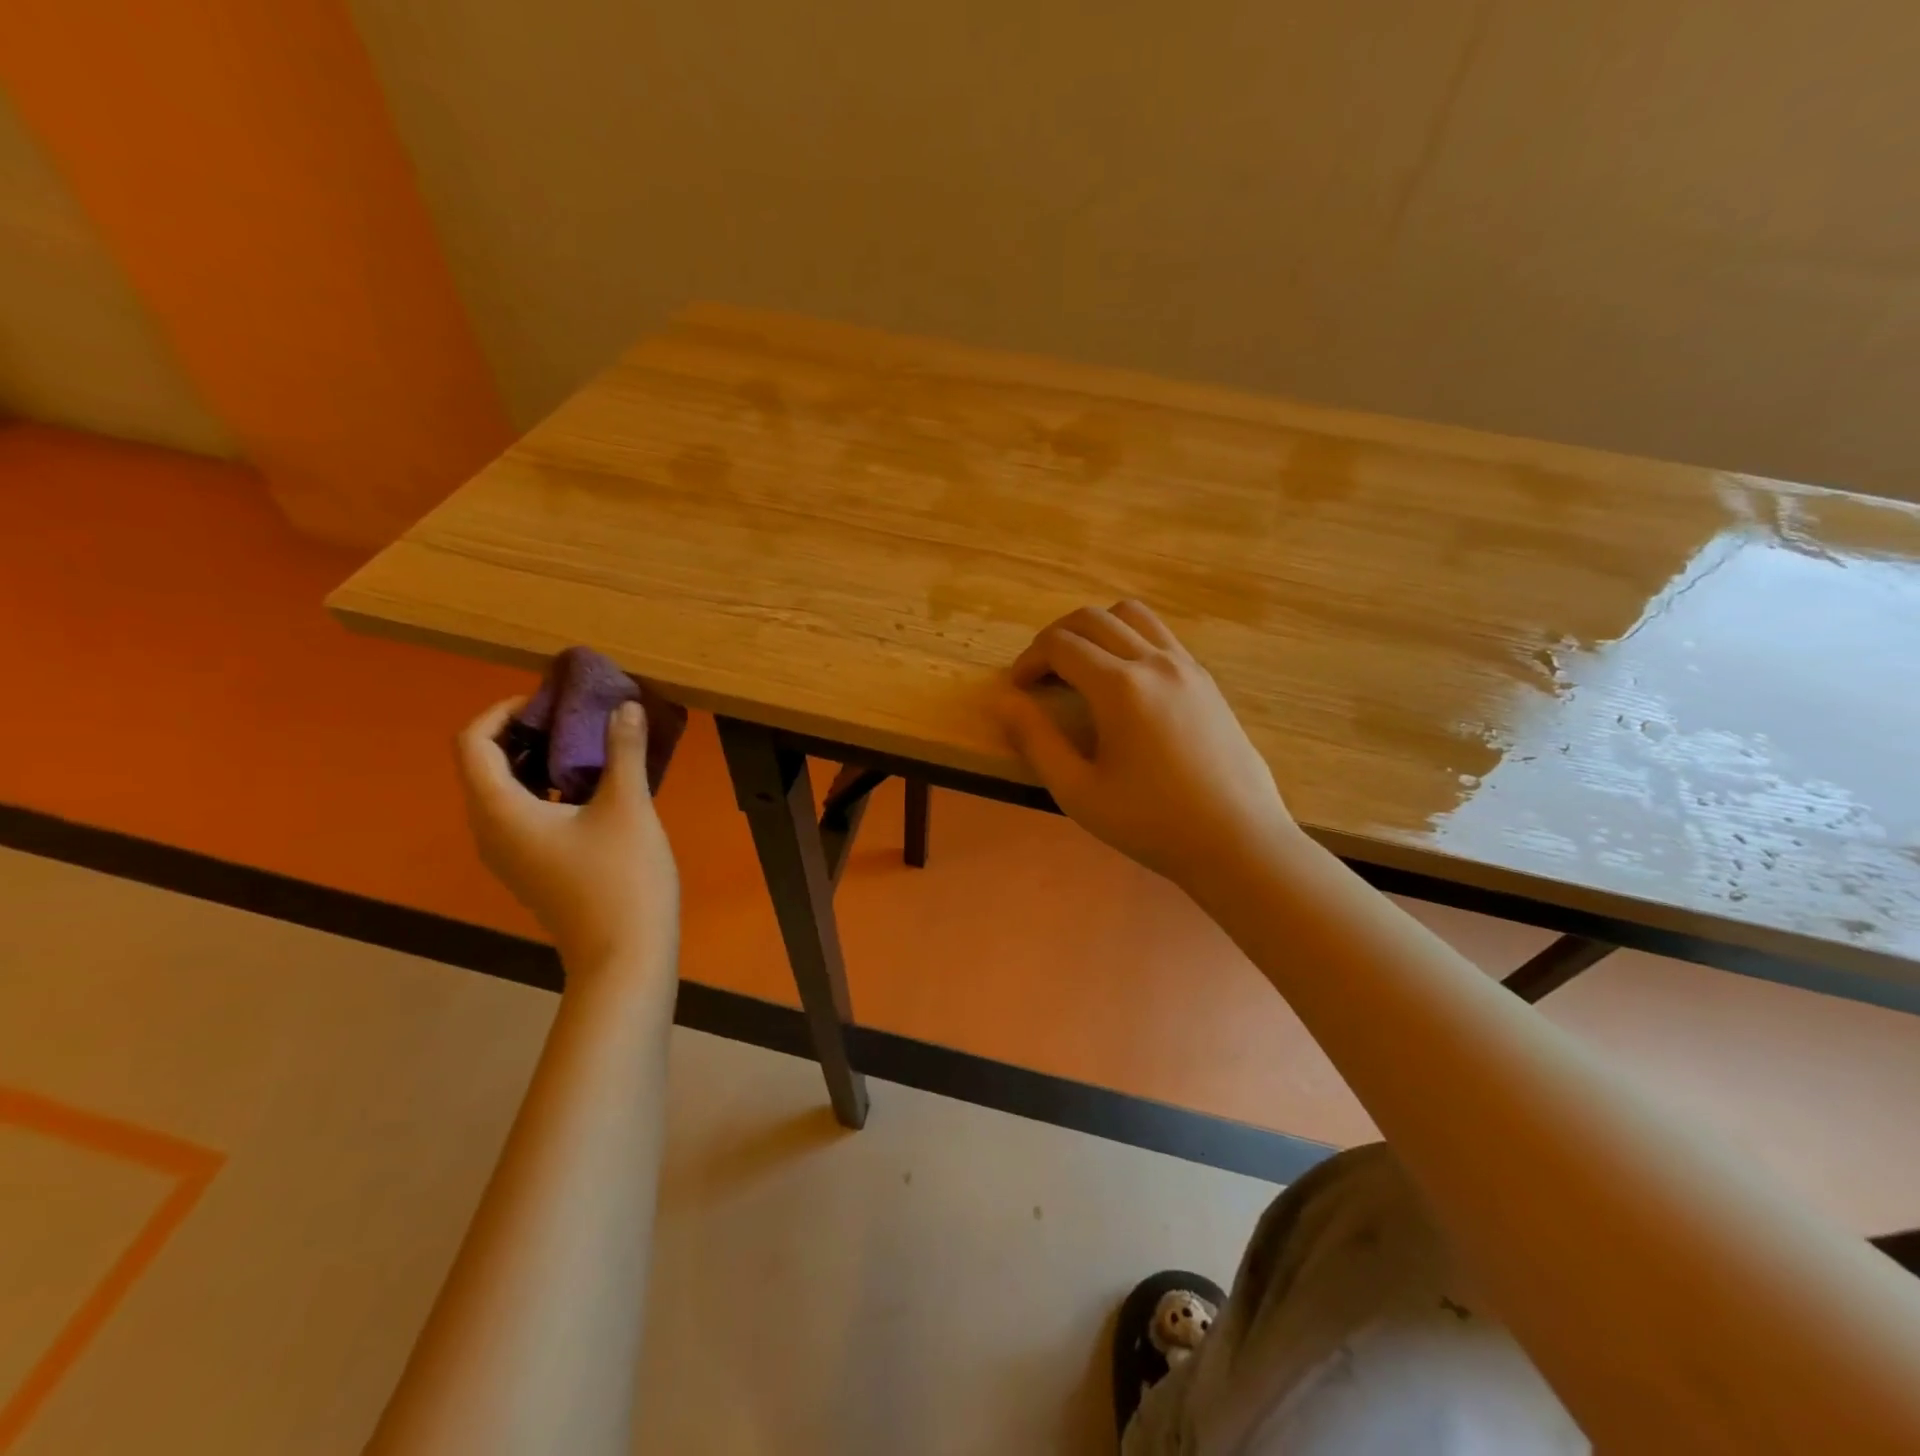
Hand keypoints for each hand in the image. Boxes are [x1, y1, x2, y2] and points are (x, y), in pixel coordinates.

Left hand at [455, 697, 679, 979]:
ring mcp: (510, 853)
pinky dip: (548, 787)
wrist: (625, 955)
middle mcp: (491, 830)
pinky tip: (594, 785)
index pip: (472, 742)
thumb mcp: (628, 806)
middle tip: (575, 715)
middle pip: (485, 764)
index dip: (503, 711)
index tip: (550, 700)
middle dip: (525, 731)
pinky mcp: (532, 867)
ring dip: (539, 758)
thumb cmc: (621, 877)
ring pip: (505, 790)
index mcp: (500, 810)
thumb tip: (626, 706)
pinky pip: (523, 812)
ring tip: (588, 743)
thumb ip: (624, 750)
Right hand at [994, 601, 1298, 889]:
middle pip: (1093, 619)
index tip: (1017, 686)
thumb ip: (1037, 742)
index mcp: (1120, 687)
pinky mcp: (1206, 680)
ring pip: (1132, 616)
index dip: (1029, 659)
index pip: (1061, 645)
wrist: (1236, 840)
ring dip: (1096, 628)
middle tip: (1040, 673)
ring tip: (1081, 665)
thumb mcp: (1078, 792)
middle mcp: (1154, 662)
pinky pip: (1160, 636)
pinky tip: (1124, 680)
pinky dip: (1129, 639)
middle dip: (1056, 637)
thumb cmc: (1151, 823)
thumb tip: (1004, 702)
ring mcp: (1187, 666)